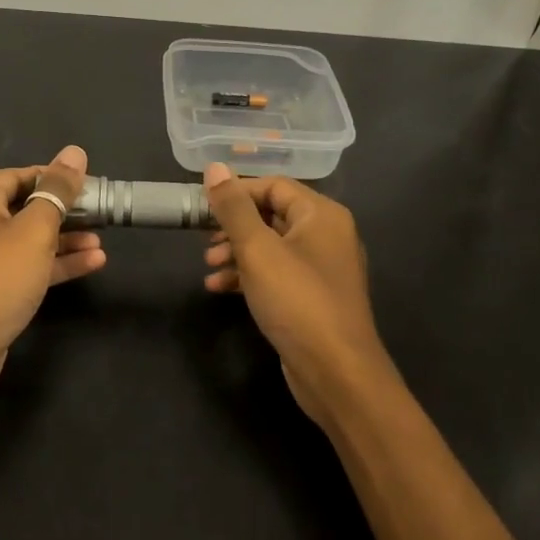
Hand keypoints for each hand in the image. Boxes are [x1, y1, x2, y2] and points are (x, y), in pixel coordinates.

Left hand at [0, 145, 103, 399]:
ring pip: (26, 240)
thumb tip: (75, 152)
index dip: (54, 177)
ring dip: (63, 240)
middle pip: (23, 207)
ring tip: (100, 244)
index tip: (89, 185)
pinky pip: (22, 266)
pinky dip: (52, 264)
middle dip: (64, 212)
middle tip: (100, 215)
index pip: (18, 175)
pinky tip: (89, 264)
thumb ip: (57, 190)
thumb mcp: (35, 230)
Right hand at [202, 163, 388, 422]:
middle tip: (204, 241)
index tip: (203, 207)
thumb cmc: (297, 301)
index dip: (237, 192)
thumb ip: (233, 208)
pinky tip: (219, 289)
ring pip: (271, 246)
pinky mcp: (312, 298)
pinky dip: (248, 276)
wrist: (336, 372)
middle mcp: (327, 235)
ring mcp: (321, 269)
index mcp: (322, 215)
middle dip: (233, 226)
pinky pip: (276, 274)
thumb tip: (214, 167)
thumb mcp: (257, 249)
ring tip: (208, 267)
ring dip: (236, 253)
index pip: (274, 185)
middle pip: (272, 215)